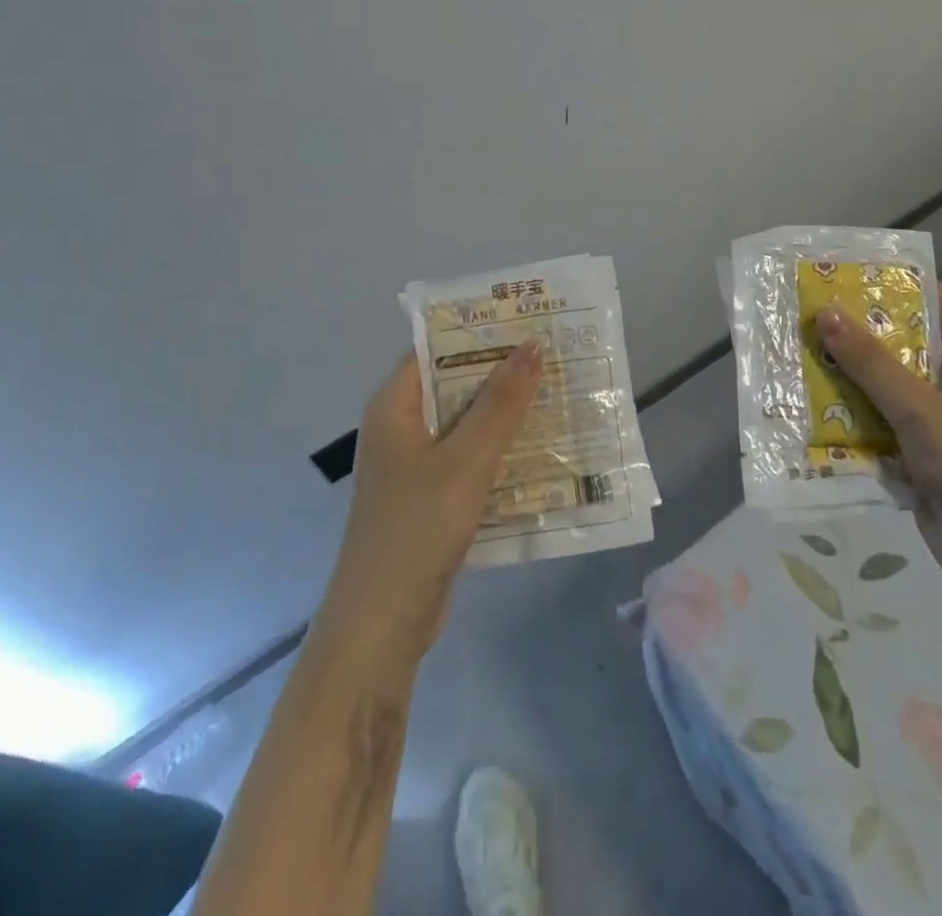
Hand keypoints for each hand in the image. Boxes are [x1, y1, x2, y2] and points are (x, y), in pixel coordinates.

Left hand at [310, 340, 544, 664]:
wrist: (383, 624)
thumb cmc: (417, 527)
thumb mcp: (466, 459)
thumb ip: (500, 403)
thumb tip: (533, 345)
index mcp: (394, 406)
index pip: (434, 348)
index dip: (478, 331)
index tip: (524, 318)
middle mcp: (402, 427)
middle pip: (454, 384)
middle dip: (501, 370)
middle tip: (554, 352)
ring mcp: (416, 465)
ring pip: (467, 423)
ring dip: (506, 411)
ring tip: (558, 390)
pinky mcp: (433, 496)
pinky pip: (471, 458)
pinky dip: (501, 449)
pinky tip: (543, 445)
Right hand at [816, 285, 941, 601]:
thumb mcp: (921, 409)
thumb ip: (872, 363)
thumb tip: (825, 313)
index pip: (937, 304)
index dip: (896, 283)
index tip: (846, 272)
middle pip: (902, 345)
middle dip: (857, 332)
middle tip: (807, 312)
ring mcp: (935, 423)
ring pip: (883, 386)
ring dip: (846, 376)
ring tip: (797, 352)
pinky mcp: (916, 456)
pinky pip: (877, 424)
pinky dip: (848, 417)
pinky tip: (808, 406)